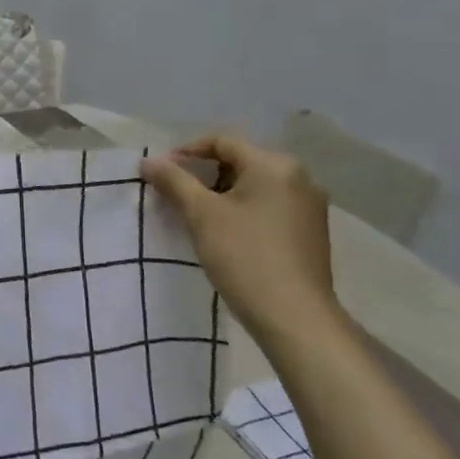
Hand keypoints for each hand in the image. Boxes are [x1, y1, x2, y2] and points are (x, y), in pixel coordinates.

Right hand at [141, 133, 340, 346]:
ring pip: (254, 185)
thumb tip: (149, 161)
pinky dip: (242, 209)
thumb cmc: (244, 256)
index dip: (186, 152)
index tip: (161, 173)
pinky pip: (268, 205)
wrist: (294, 316)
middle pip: (240, 161)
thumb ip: (174, 181)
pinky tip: (224, 232)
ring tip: (194, 215)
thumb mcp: (201, 214)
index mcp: (274, 165)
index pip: (222, 142)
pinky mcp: (310, 230)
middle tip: (174, 194)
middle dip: (203, 174)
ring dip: (220, 193)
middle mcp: (299, 177)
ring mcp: (309, 205)